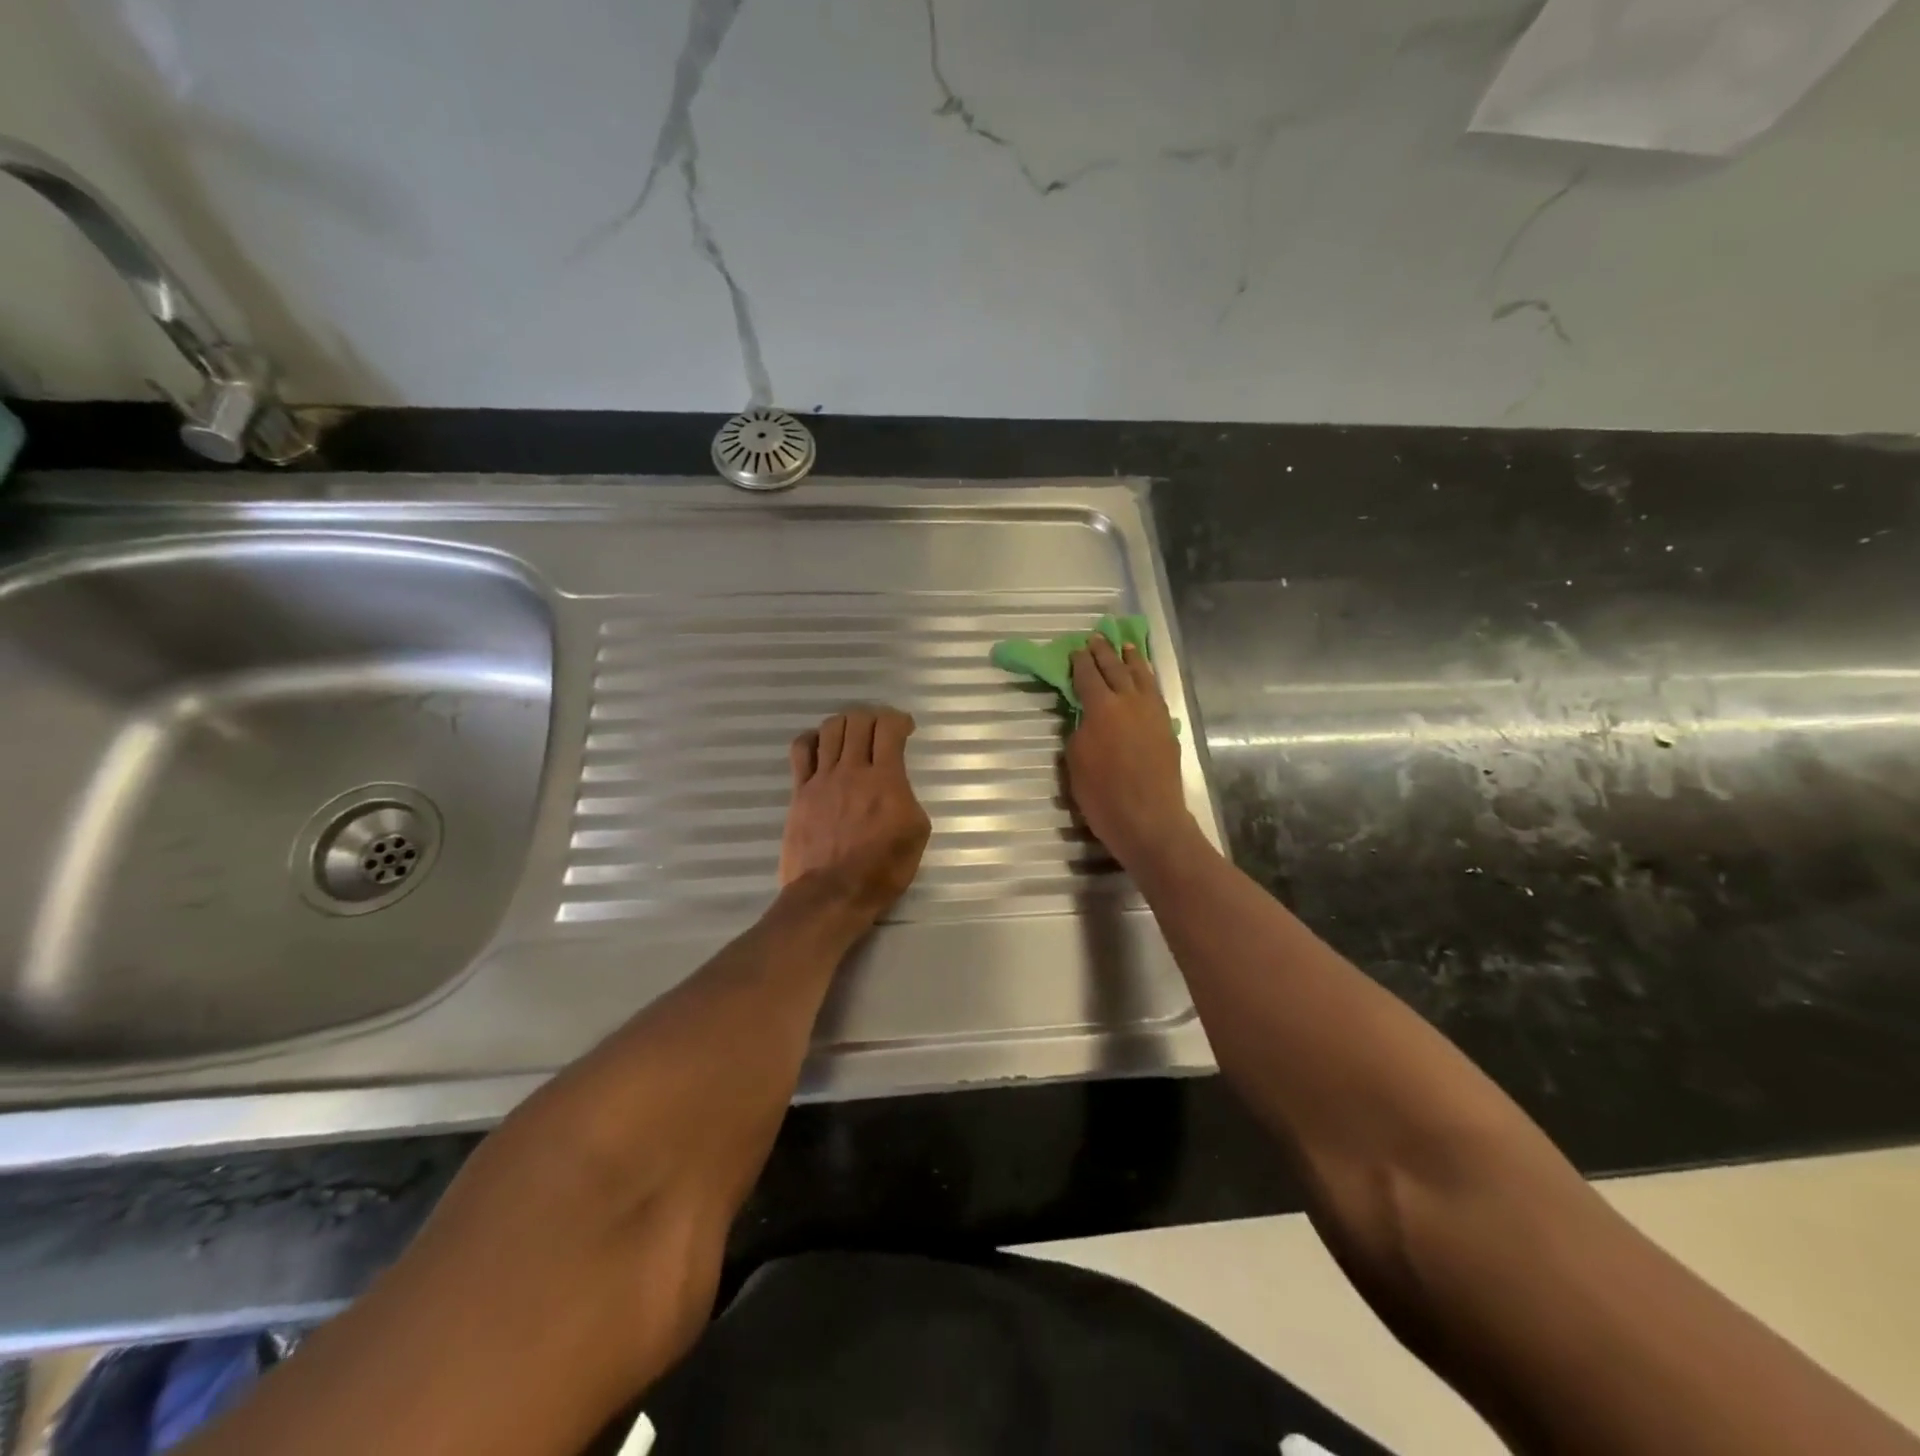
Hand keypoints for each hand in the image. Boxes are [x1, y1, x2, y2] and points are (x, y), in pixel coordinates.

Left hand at [782, 706, 931, 924]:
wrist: (831, 895)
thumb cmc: (880, 871)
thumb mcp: (916, 835)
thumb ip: (908, 799)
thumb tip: (896, 787)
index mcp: (885, 779)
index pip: (889, 728)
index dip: (899, 719)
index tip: (905, 728)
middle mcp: (852, 770)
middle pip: (858, 720)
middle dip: (873, 717)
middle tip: (880, 731)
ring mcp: (822, 778)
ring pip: (830, 729)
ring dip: (845, 724)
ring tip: (852, 736)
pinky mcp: (799, 791)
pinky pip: (801, 750)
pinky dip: (812, 739)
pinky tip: (820, 747)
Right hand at [1066, 636, 1195, 868]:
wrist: (1149, 820)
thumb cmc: (1103, 796)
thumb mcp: (1075, 763)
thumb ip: (1079, 732)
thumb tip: (1086, 719)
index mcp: (1102, 709)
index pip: (1088, 677)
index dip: (1080, 662)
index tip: (1076, 650)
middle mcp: (1129, 702)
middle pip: (1116, 669)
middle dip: (1104, 653)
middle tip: (1097, 638)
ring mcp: (1153, 714)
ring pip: (1142, 677)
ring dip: (1132, 660)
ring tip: (1127, 647)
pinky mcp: (1166, 728)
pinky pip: (1155, 694)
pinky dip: (1148, 680)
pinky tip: (1145, 680)